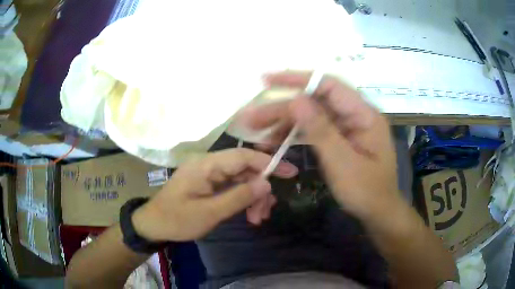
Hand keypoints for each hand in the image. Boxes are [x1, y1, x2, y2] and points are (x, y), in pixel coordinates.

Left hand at [132, 148, 297, 241]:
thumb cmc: (177, 220)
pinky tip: (250, 214)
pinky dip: (243, 199)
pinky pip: (232, 186)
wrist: (154, 224)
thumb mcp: (209, 213)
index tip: (290, 172)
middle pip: (244, 169)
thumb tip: (266, 184)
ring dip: (252, 197)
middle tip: (266, 212)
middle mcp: (209, 164)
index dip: (268, 162)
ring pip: (240, 179)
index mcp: (205, 165)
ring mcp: (208, 174)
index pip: (242, 156)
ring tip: (257, 219)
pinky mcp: (208, 183)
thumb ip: (238, 197)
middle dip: (259, 189)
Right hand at [237, 72, 399, 219]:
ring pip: (311, 117)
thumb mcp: (342, 163)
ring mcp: (346, 127)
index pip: (329, 85)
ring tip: (258, 132)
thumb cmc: (366, 192)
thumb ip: (320, 130)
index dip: (297, 79)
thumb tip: (296, 99)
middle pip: (315, 102)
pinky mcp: (339, 139)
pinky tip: (274, 141)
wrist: (378, 212)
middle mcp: (355, 115)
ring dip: (284, 123)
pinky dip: (294, 135)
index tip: (267, 80)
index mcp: (364, 114)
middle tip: (252, 117)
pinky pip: (314, 131)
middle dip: (283, 109)